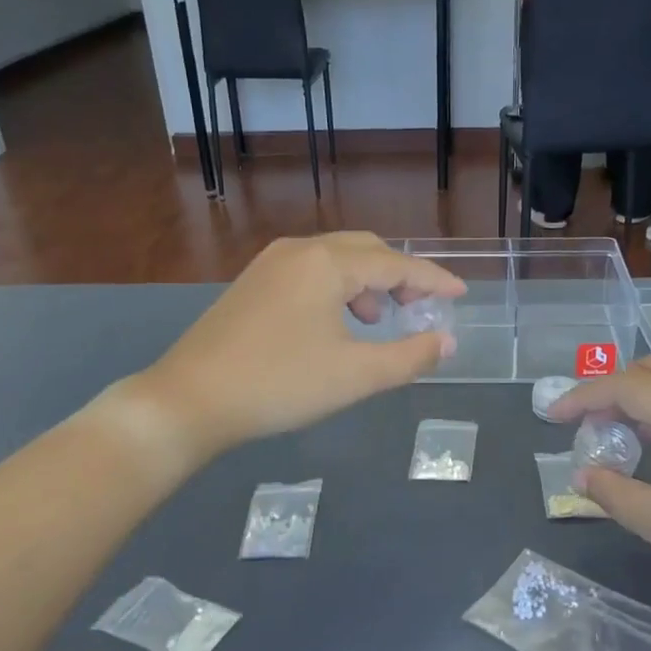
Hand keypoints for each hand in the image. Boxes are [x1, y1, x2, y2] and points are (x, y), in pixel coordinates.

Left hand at [119, 233, 463, 462]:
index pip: (395, 263)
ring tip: (379, 319)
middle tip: (422, 307)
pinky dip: (337, 288)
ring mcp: (269, 265)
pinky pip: (310, 272)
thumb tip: (446, 342)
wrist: (190, 400)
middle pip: (366, 250)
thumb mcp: (356, 375)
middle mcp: (298, 250)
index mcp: (327, 263)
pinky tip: (336, 323)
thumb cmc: (280, 384)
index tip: (460, 294)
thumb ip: (410, 356)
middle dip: (400, 275)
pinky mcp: (252, 284)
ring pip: (335, 259)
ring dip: (367, 282)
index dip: (432, 279)